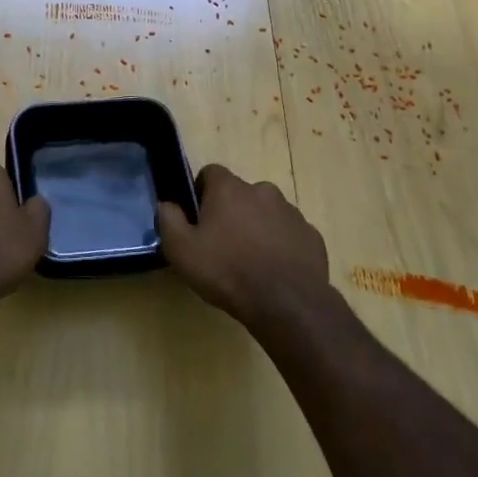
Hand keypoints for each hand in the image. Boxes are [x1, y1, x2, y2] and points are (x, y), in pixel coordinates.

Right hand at [156, 165, 330, 327]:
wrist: (287, 304)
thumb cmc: (227, 271)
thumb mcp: (181, 250)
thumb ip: (168, 220)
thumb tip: (166, 204)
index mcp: (230, 189)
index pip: (211, 172)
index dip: (201, 192)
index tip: (197, 218)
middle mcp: (262, 190)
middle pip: (240, 194)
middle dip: (230, 212)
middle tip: (221, 243)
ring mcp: (291, 212)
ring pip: (266, 213)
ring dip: (256, 227)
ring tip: (249, 261)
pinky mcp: (311, 236)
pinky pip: (288, 234)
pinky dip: (280, 245)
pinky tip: (273, 271)